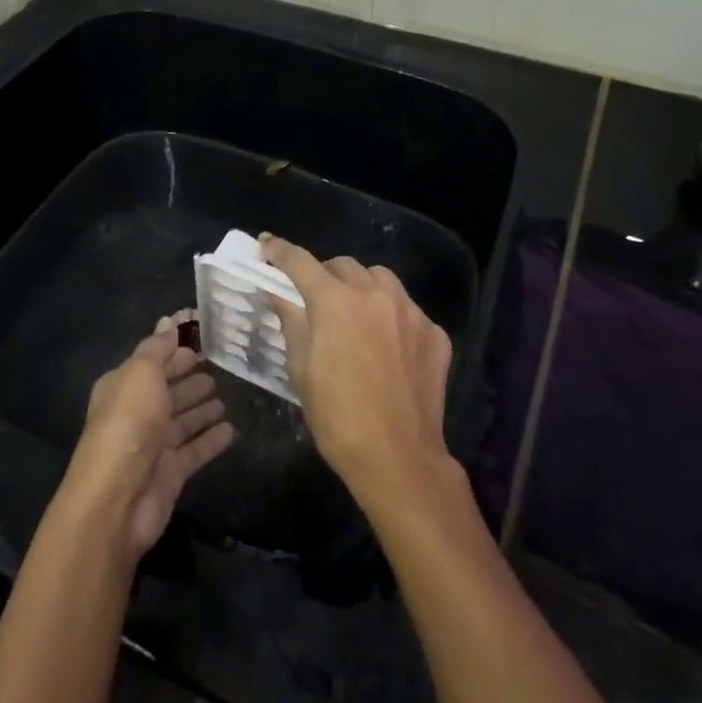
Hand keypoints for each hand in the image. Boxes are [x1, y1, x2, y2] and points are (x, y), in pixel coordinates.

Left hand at [64, 313, 234, 559]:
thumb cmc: (128, 424)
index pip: (152, 359)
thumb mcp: (141, 374)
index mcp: (123, 386)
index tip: (204, 335)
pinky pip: (195, 449)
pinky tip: (231, 429)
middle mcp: (136, 413)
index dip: (175, 347)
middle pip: (166, 390)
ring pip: (181, 420)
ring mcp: (154, 445)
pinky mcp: (171, 473)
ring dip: (200, 408)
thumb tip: (171, 320)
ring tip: (225, 395)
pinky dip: (211, 439)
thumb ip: (158, 348)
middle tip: (217, 365)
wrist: (117, 499)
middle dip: (188, 377)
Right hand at [259, 235, 455, 511]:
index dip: (279, 251)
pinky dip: (391, 316)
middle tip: (314, 297)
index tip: (266, 245)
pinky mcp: (435, 333)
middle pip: (343, 265)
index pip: (300, 262)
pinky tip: (386, 345)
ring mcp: (411, 312)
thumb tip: (277, 293)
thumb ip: (291, 321)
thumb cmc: (336, 416)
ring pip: (381, 279)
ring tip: (354, 314)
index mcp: (335, 301)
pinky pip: (407, 309)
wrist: (397, 457)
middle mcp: (375, 295)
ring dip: (361, 287)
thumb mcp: (301, 369)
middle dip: (324, 274)